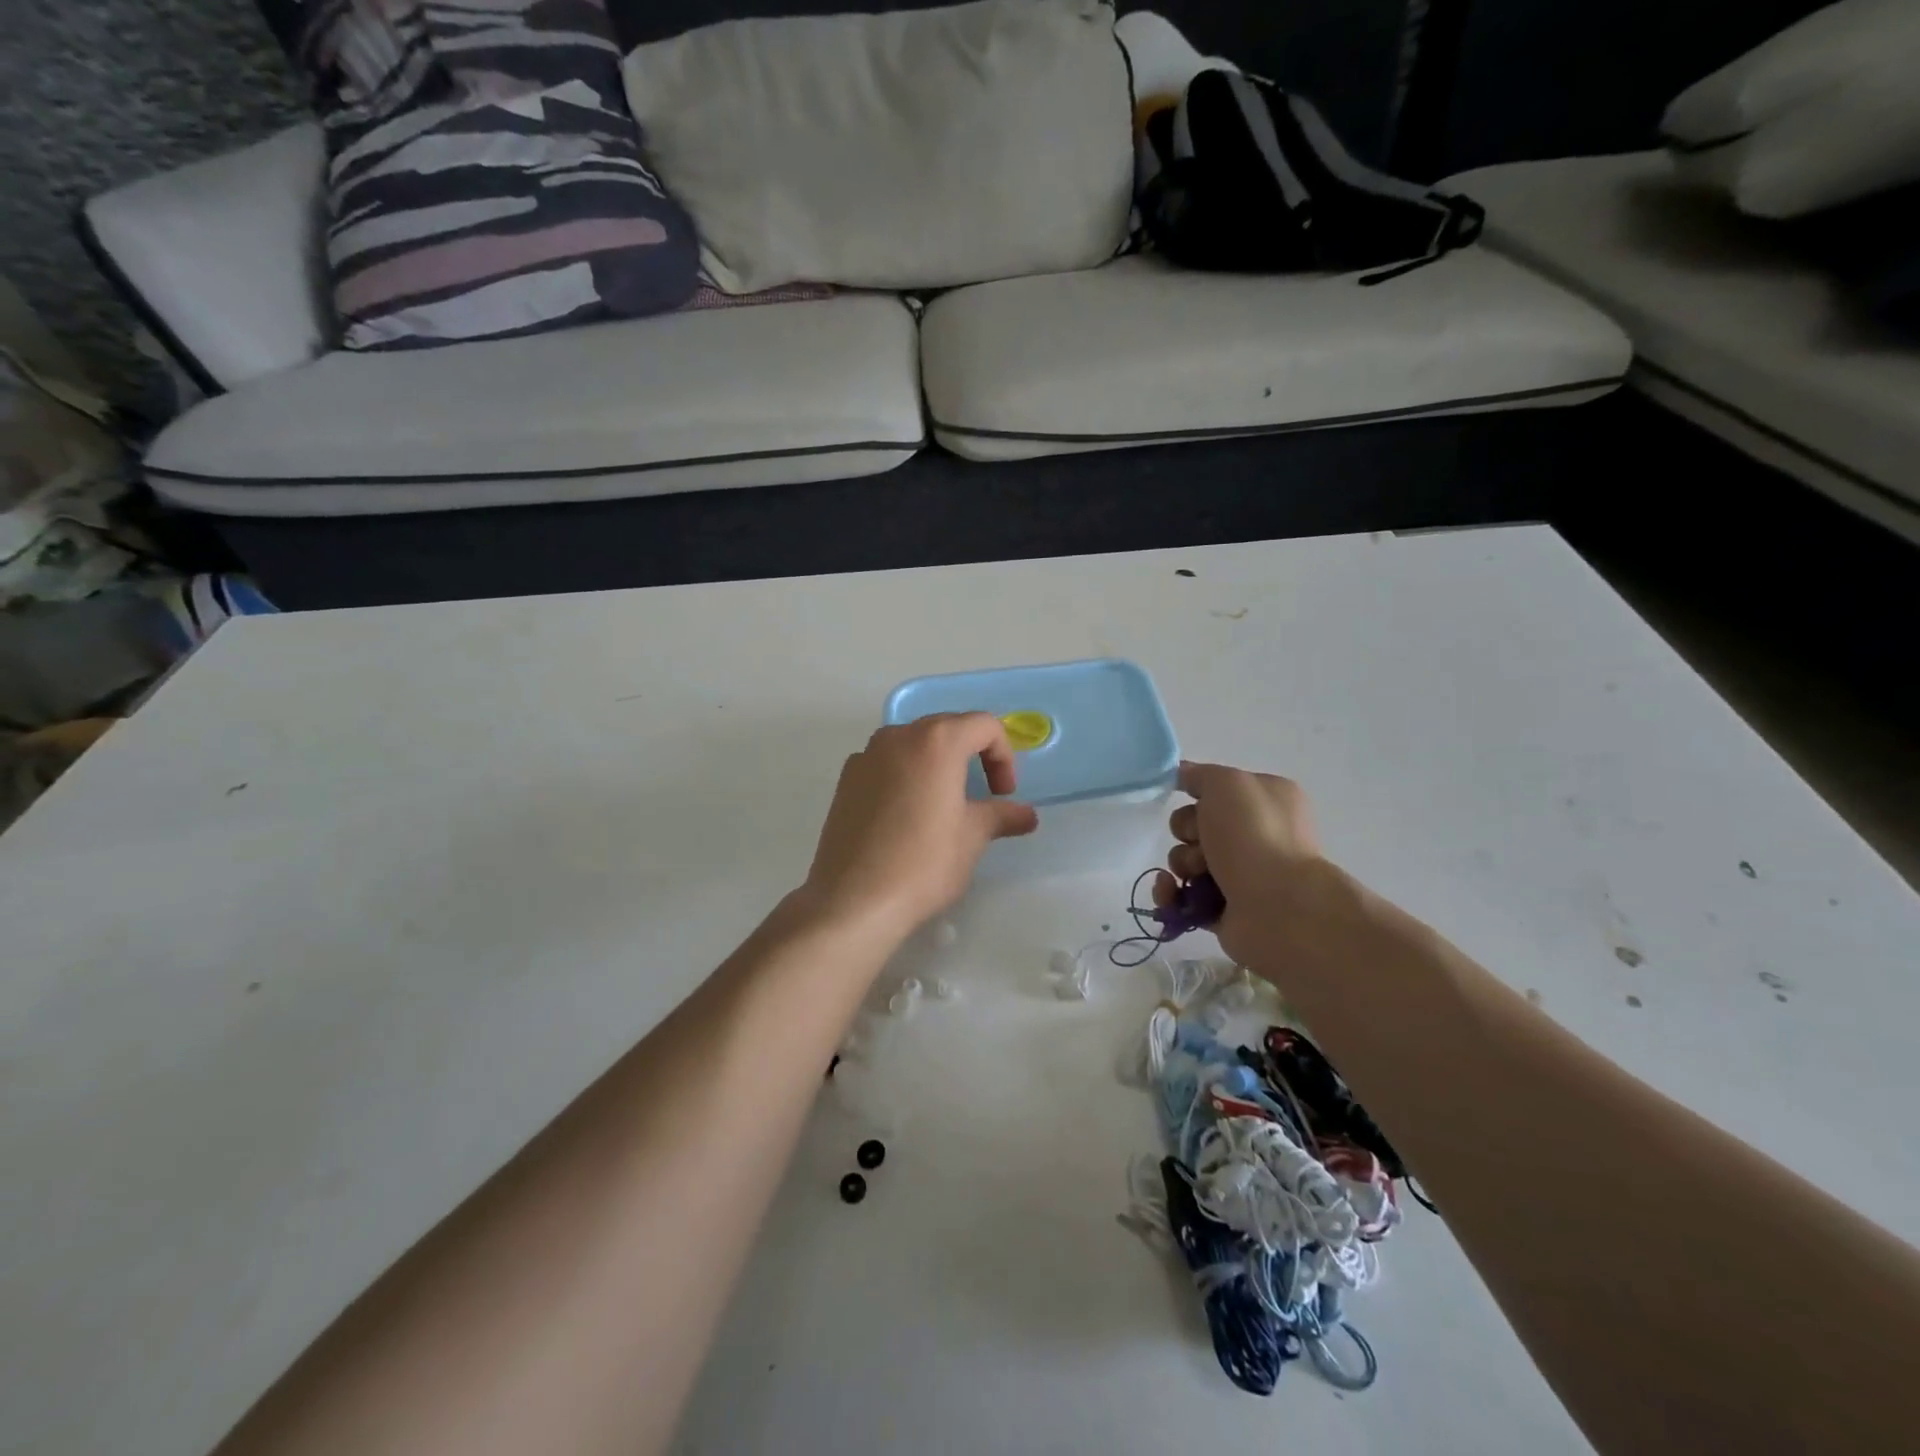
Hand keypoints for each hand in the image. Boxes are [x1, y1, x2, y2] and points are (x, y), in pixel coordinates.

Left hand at [800, 714, 1038, 938]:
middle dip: (971, 755)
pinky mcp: (845, 780)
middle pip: (946, 728)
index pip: (983, 725)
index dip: (1003, 756)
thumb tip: (1026, 815)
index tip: (1003, 794)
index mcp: (936, 741)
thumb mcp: (972, 838)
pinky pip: (885, 764)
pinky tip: (905, 818)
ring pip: (912, 745)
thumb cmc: (923, 863)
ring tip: (942, 805)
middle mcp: (898, 736)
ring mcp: (866, 756)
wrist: (853, 900)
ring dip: (936, 764)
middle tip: (980, 796)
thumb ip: (1001, 816)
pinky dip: (905, 777)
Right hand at [1154, 761, 1324, 964]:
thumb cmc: (1255, 835)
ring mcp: (1242, 875)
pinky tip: (1170, 891)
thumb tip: (1182, 775)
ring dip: (1181, 863)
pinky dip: (1170, 893)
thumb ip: (1200, 775)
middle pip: (1197, 824)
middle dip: (1187, 831)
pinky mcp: (1224, 909)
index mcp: (1267, 800)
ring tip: (1197, 872)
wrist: (1278, 907)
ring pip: (1187, 859)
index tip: (1185, 797)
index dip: (1197, 793)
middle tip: (1201, 839)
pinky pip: (1183, 896)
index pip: (1219, 789)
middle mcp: (1257, 836)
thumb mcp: (1227, 784)